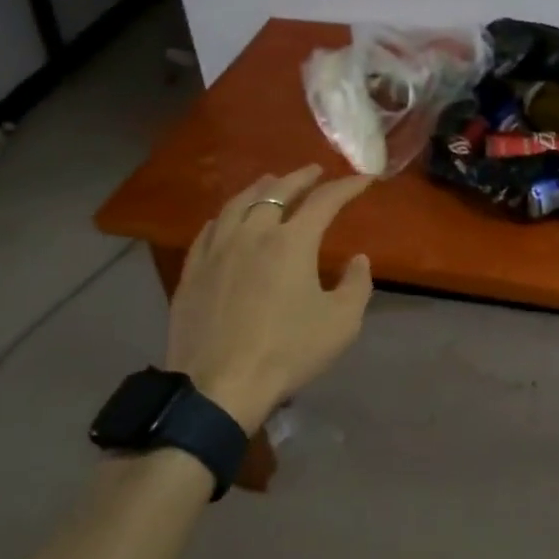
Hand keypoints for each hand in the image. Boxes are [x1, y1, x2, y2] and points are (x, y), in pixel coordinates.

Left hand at [164, 166, 374, 432]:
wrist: (218, 387)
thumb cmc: (287, 352)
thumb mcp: (341, 323)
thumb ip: (356, 285)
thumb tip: (357, 259)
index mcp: (292, 242)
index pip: (325, 201)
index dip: (347, 186)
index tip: (364, 179)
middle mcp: (253, 233)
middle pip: (277, 191)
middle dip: (301, 177)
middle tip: (315, 171)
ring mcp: (218, 250)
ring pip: (238, 203)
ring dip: (261, 188)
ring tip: (271, 182)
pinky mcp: (194, 271)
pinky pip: (210, 229)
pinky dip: (227, 215)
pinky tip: (229, 218)